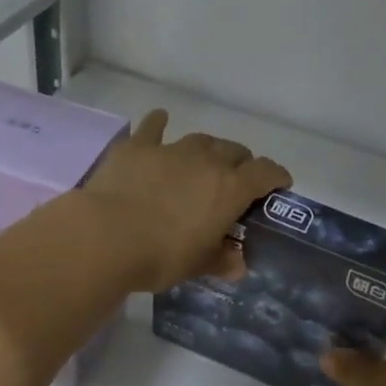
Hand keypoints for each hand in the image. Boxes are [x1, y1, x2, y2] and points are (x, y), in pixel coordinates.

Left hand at [83, 108, 290, 292]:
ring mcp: (171, 149)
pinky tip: (160, 120)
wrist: (106, 237)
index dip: (276, 176)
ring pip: (201, 139)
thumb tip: (238, 265)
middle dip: (241, 163)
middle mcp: (207, 161)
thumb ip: (221, 260)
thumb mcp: (197, 265)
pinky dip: (160, 123)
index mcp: (231, 189)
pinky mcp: (137, 147)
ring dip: (208, 149)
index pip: (266, 172)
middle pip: (235, 151)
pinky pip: (153, 126)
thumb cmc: (161, 256)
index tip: (279, 184)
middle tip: (235, 181)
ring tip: (203, 161)